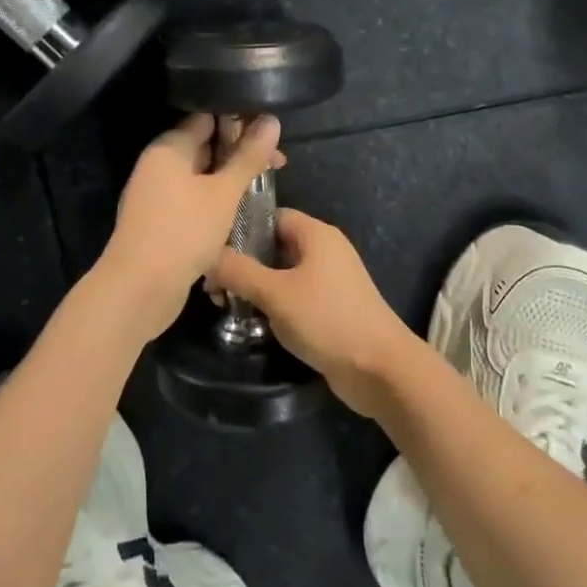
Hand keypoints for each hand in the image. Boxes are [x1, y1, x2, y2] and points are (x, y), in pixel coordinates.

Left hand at [92, 113, 284, 341]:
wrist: (139, 289)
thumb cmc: (184, 231)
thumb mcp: (224, 192)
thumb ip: (248, 156)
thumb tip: (271, 120)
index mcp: (169, 147)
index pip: (207, 118)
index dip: (240, 121)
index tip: (271, 132)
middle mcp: (159, 165)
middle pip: (204, 146)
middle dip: (239, 153)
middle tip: (277, 164)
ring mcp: (157, 194)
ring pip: (200, 176)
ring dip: (229, 180)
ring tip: (263, 186)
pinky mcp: (160, 221)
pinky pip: (192, 199)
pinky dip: (214, 201)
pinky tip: (238, 211)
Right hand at [207, 209, 420, 415]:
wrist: (379, 369)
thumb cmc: (327, 319)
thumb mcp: (276, 293)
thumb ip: (239, 272)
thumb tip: (207, 256)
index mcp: (316, 234)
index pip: (271, 216)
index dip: (241, 229)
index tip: (212, 250)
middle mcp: (325, 250)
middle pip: (275, 246)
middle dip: (244, 263)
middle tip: (213, 287)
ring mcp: (330, 280)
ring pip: (283, 273)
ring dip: (257, 287)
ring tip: (226, 306)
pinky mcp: (331, 308)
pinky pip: (295, 296)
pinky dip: (275, 305)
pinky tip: (253, 323)